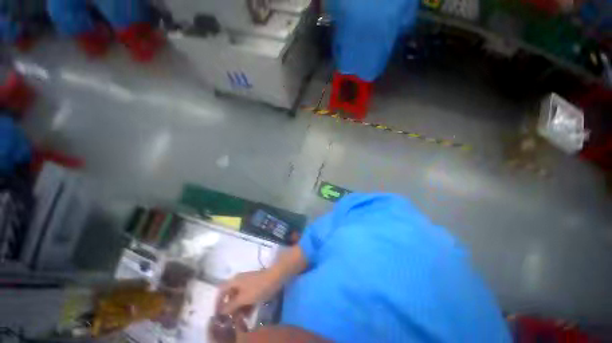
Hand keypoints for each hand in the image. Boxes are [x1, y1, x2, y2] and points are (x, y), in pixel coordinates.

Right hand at [217, 270, 281, 314]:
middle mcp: (239, 281)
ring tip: (241, 320)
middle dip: (230, 308)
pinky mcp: (254, 286)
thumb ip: (230, 306)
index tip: (218, 314)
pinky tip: (249, 315)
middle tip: (231, 320)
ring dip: (239, 309)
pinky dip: (246, 305)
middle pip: (230, 295)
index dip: (218, 303)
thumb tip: (220, 311)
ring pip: (239, 297)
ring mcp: (248, 283)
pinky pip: (247, 297)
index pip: (221, 291)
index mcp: (234, 281)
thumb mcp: (243, 298)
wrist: (275, 277)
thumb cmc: (258, 287)